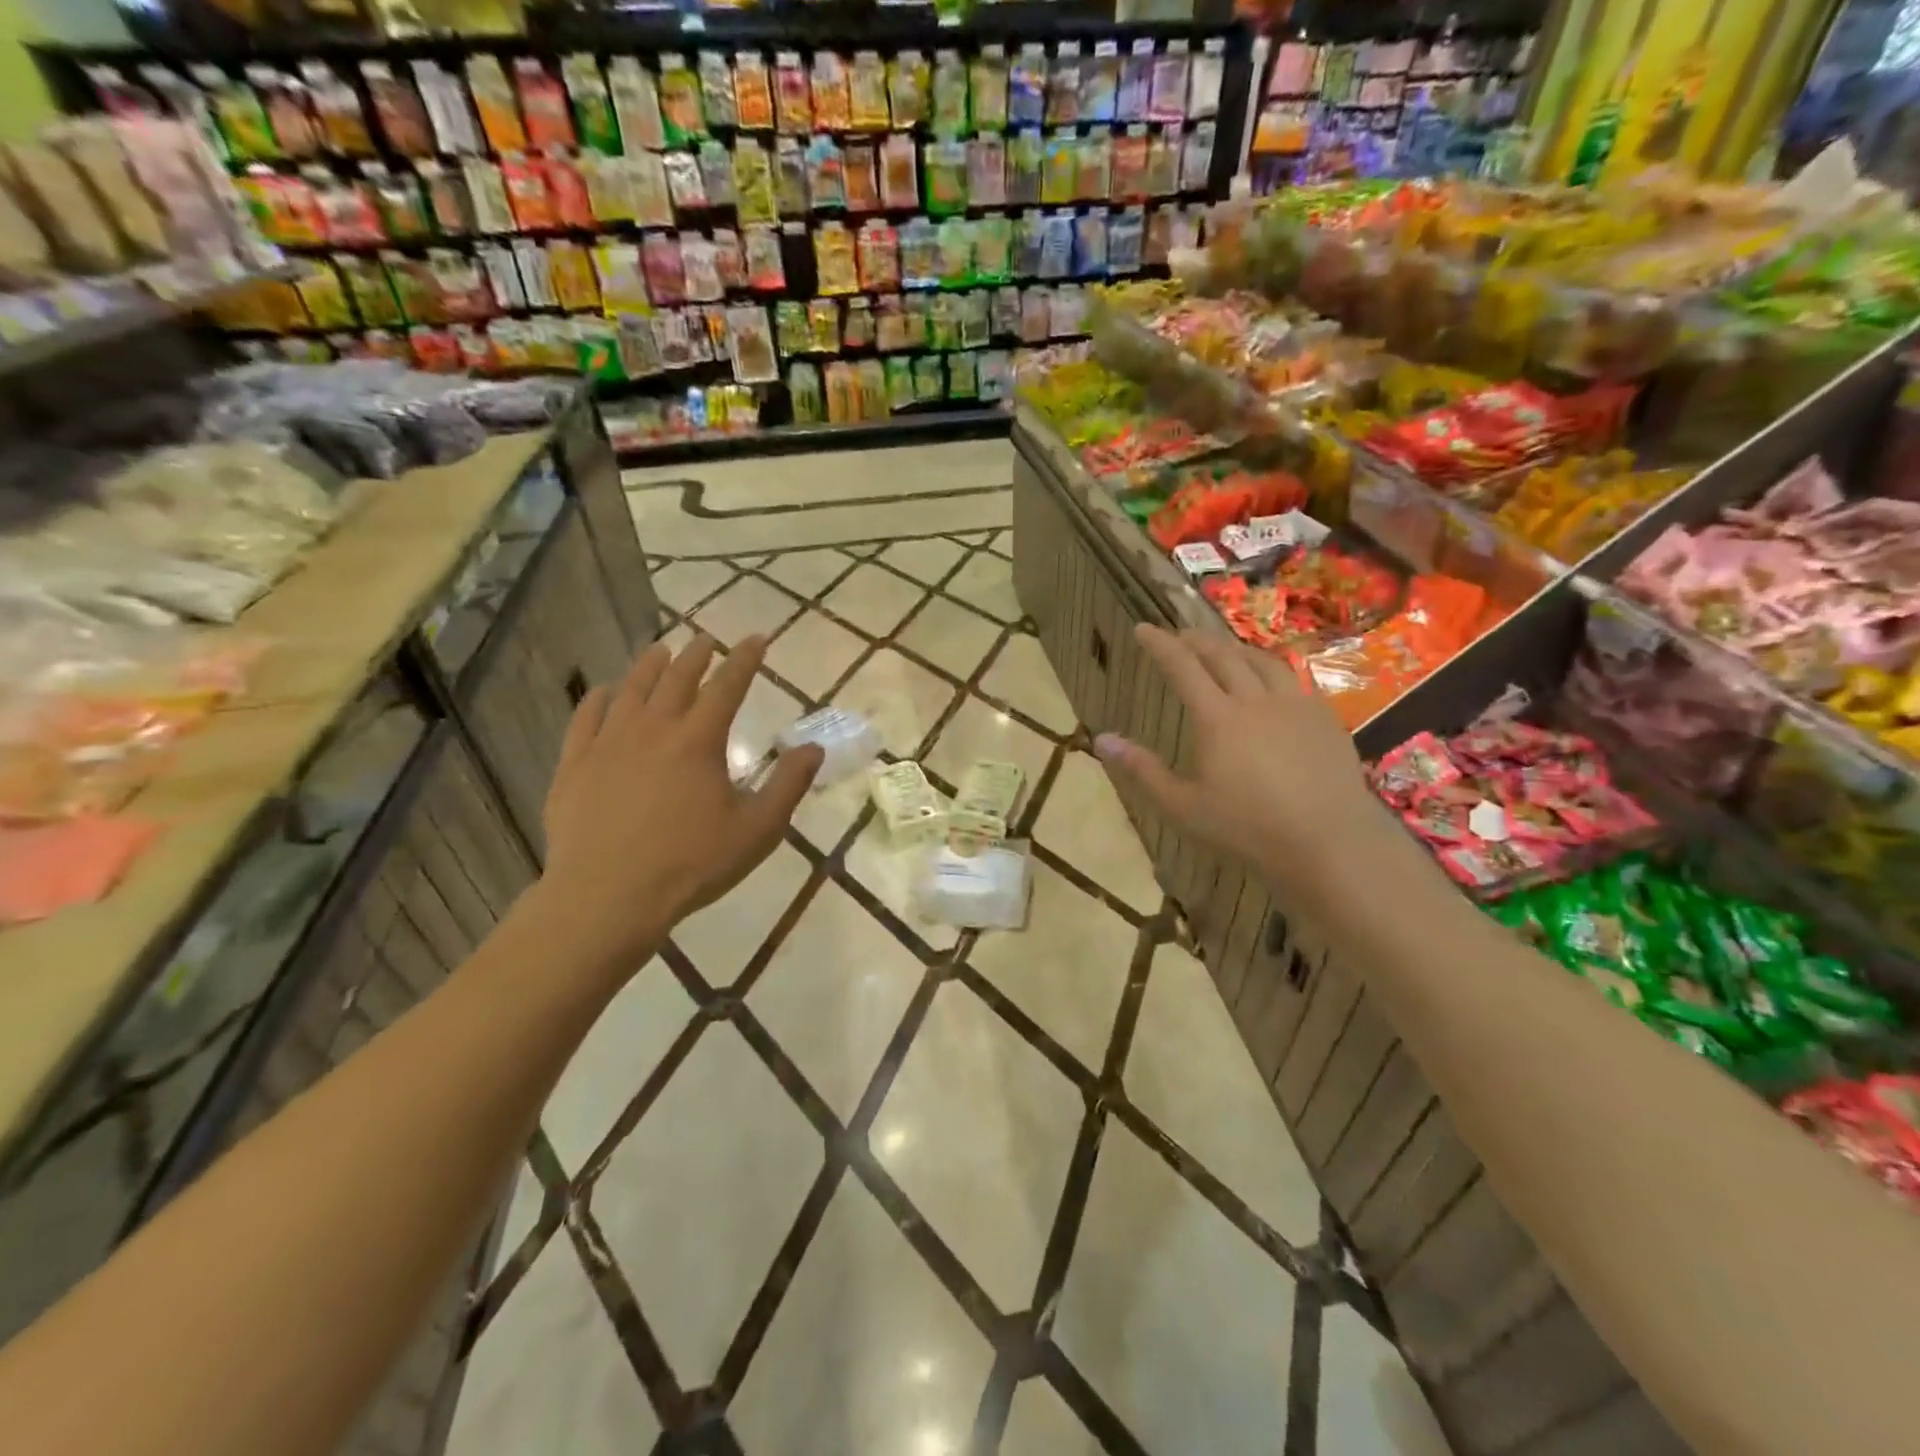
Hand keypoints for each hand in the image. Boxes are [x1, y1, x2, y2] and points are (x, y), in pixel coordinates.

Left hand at [536, 634, 821, 971]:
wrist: (607, 896)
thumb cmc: (691, 864)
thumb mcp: (757, 829)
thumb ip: (788, 784)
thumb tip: (813, 747)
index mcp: (699, 741)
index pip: (728, 686)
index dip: (745, 659)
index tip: (757, 638)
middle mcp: (654, 729)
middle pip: (677, 678)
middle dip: (697, 655)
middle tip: (707, 640)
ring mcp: (609, 743)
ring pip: (631, 690)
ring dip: (650, 666)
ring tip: (661, 650)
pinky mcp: (575, 764)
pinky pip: (586, 718)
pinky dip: (598, 698)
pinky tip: (604, 692)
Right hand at [1095, 624, 1382, 889]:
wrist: (1329, 842)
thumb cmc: (1247, 829)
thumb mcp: (1182, 806)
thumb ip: (1142, 770)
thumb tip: (1101, 739)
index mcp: (1217, 718)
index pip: (1182, 667)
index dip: (1160, 645)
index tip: (1143, 628)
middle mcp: (1255, 700)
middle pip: (1223, 656)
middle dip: (1196, 640)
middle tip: (1179, 634)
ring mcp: (1295, 705)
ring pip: (1262, 661)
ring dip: (1236, 649)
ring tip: (1224, 650)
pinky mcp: (1325, 718)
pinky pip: (1295, 679)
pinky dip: (1272, 670)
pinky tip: (1272, 682)